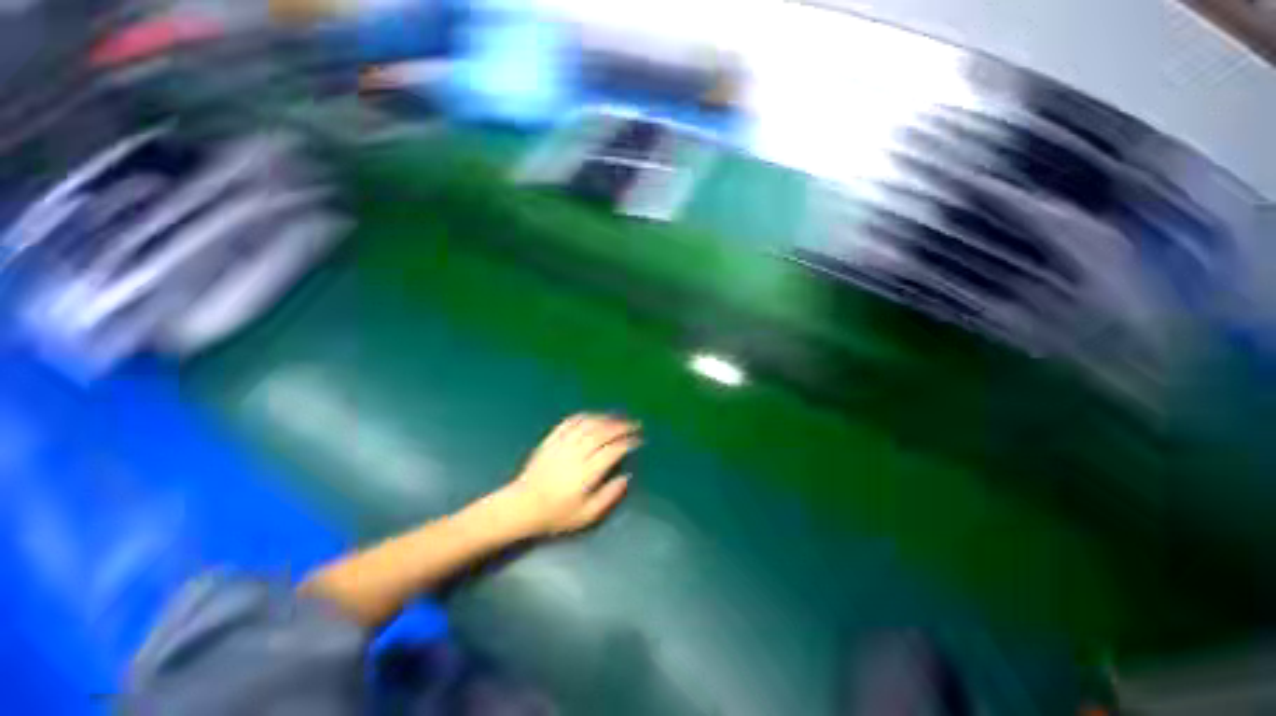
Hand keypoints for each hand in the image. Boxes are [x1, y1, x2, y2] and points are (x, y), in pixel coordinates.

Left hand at [501, 414, 639, 537]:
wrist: (521, 506)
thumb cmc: (556, 514)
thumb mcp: (586, 516)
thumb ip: (608, 496)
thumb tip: (626, 477)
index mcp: (585, 473)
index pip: (612, 451)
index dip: (627, 443)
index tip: (638, 440)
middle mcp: (575, 454)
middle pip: (602, 433)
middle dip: (621, 426)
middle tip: (634, 424)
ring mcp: (562, 444)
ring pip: (588, 424)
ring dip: (606, 418)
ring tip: (618, 418)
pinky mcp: (551, 440)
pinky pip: (570, 422)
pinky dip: (585, 416)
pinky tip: (594, 415)